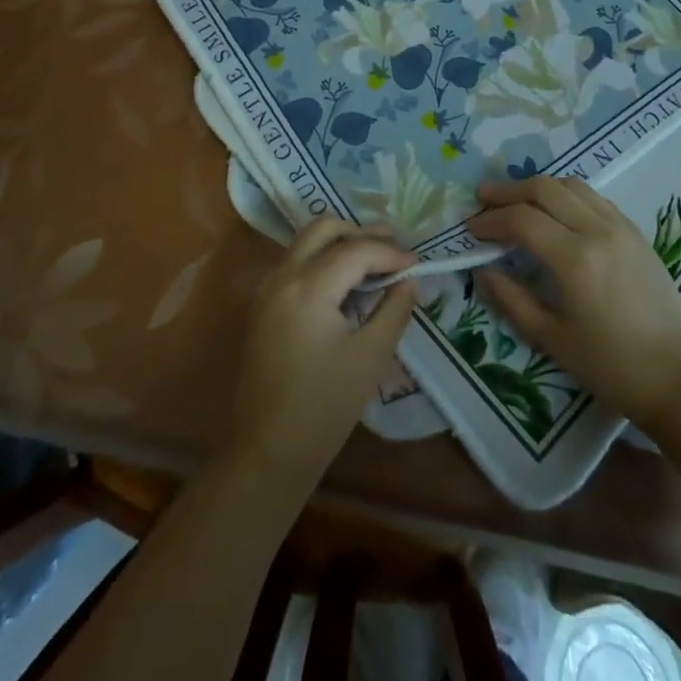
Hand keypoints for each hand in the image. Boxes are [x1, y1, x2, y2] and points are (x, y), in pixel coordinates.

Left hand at [224, 218, 415, 484]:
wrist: (268, 451)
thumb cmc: (324, 407)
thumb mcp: (370, 357)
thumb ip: (394, 310)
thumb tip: (409, 280)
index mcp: (308, 287)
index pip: (356, 250)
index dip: (390, 253)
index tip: (417, 263)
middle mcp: (283, 276)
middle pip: (324, 228)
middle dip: (361, 232)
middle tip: (394, 247)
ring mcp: (268, 289)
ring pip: (306, 242)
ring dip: (340, 243)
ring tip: (375, 261)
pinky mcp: (263, 305)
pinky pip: (296, 263)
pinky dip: (323, 259)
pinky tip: (347, 283)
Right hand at [466, 176, 680, 432]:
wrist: (678, 379)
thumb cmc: (611, 367)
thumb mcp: (551, 339)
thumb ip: (511, 299)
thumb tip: (481, 270)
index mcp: (575, 258)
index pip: (521, 219)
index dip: (490, 220)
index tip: (470, 229)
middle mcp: (597, 230)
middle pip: (544, 188)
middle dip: (508, 190)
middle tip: (483, 199)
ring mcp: (620, 227)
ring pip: (571, 185)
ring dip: (538, 187)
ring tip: (516, 201)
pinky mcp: (636, 233)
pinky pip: (594, 198)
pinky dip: (566, 195)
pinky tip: (556, 213)